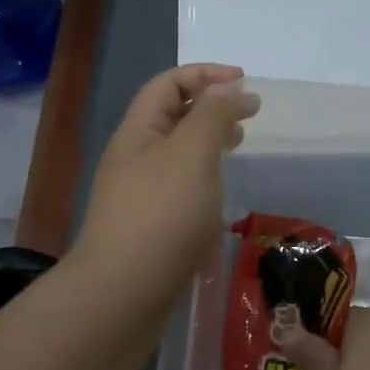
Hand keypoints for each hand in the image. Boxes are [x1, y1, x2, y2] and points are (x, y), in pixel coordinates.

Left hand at [71, 64, 259, 310]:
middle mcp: (135, 160)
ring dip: (209, 149)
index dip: (205, 74)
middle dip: (210, 109)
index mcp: (138, 133)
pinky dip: (204, 189)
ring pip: (178, 159)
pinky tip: (221, 208)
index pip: (168, 84)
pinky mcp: (150, 231)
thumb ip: (213, 115)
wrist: (123, 294)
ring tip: (237, 154)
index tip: (245, 83)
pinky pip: (180, 196)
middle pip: (172, 119)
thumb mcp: (192, 153)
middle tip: (246, 120)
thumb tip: (230, 90)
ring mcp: (140, 198)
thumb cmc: (161, 215)